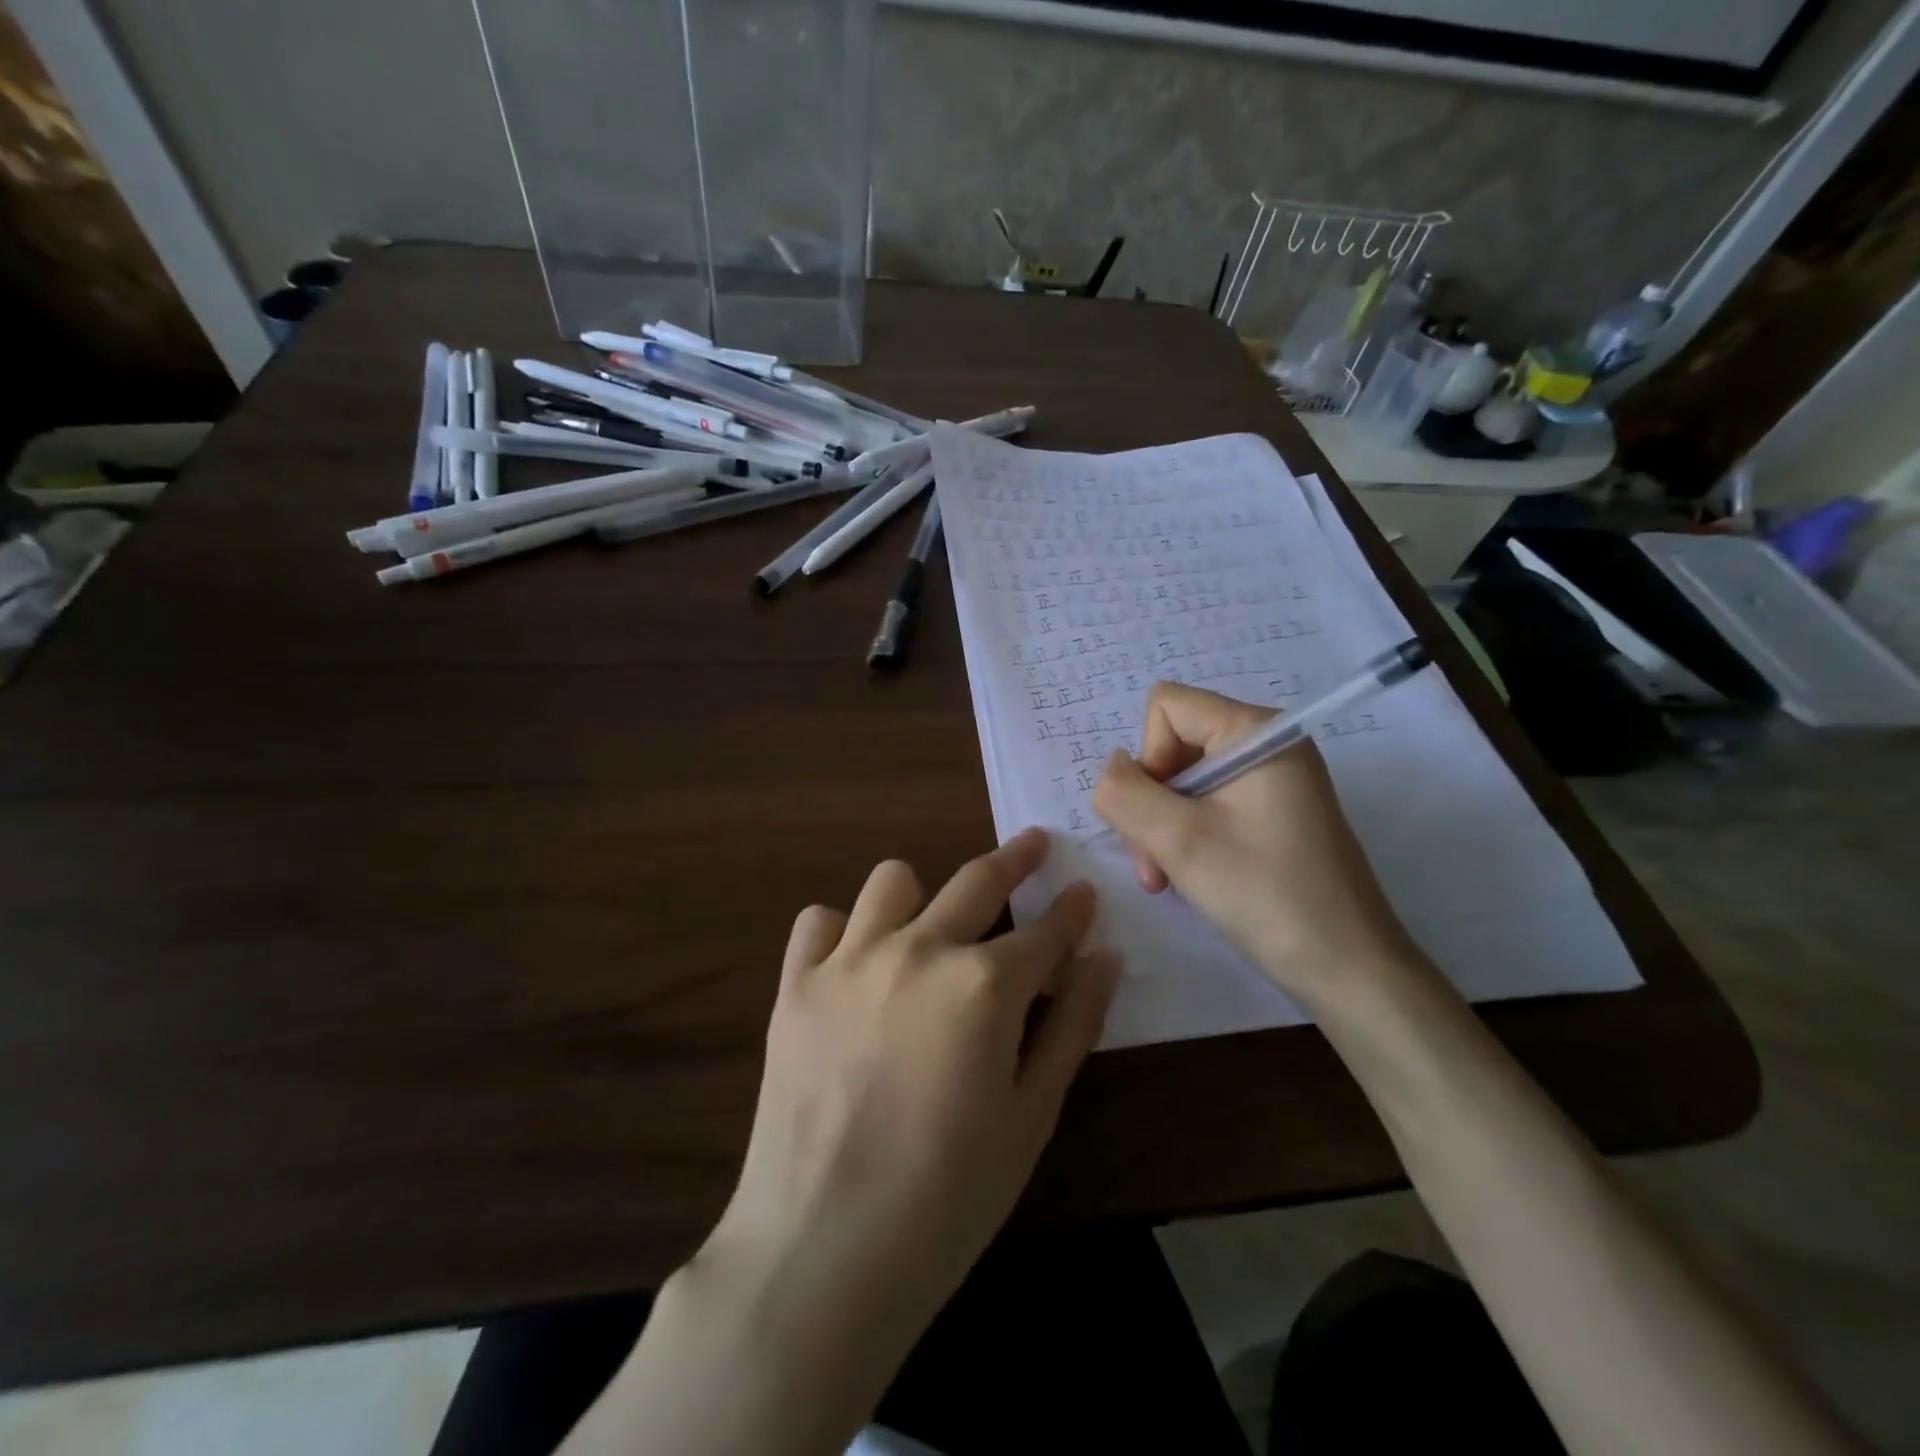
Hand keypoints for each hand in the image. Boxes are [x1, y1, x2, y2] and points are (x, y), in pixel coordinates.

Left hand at [700, 828, 1119, 1370]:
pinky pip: (819, 921)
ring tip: (932, 923)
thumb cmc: (948, 1197)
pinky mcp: (795, 983)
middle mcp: (919, 950)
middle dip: (1016, 858)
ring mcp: (850, 960)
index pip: (1046, 931)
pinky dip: (842, 930)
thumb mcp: (1032, 1116)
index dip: (1072, 911)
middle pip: (977, 879)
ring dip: (923, 893)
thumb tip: (1104, 957)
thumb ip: (1073, 1026)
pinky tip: (855, 964)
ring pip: (893, 880)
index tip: (1084, 892)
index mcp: (984, 984)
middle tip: (1034, 845)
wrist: (821, 1251)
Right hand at [1091, 682, 1418, 1010]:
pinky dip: (1187, 837)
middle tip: (1155, 863)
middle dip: (1151, 803)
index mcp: (1256, 731)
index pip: (1167, 706)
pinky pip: (1208, 805)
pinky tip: (1190, 876)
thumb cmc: (1265, 894)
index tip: (1162, 813)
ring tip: (1167, 878)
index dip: (1149, 756)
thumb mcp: (1179, 841)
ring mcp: (1273, 780)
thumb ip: (1124, 793)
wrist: (1348, 969)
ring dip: (1163, 827)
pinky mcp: (1273, 813)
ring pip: (1184, 781)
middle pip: (1173, 745)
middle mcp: (1267, 744)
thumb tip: (1111, 771)